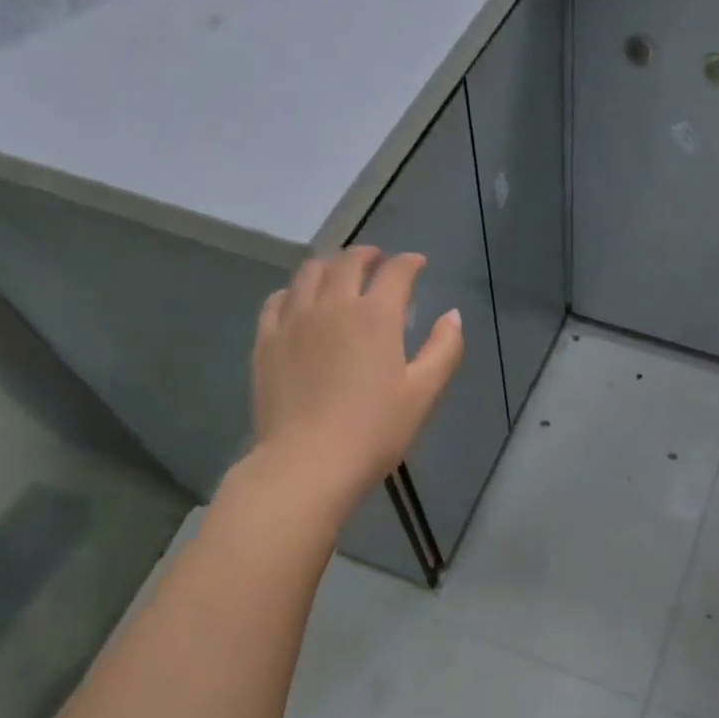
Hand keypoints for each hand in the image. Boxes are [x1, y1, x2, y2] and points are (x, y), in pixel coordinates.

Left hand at [252, 246, 463, 503]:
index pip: (395, 272)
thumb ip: (444, 349)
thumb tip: (452, 315)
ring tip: (339, 271)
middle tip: (378, 259)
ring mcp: (294, 321)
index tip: (418, 263)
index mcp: (375, 316)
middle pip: (347, 262)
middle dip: (367, 255)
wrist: (308, 462)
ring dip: (329, 264)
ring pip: (309, 273)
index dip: (409, 263)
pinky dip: (294, 290)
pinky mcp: (266, 341)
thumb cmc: (375, 430)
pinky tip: (299, 300)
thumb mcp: (424, 393)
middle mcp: (332, 305)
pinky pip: (277, 299)